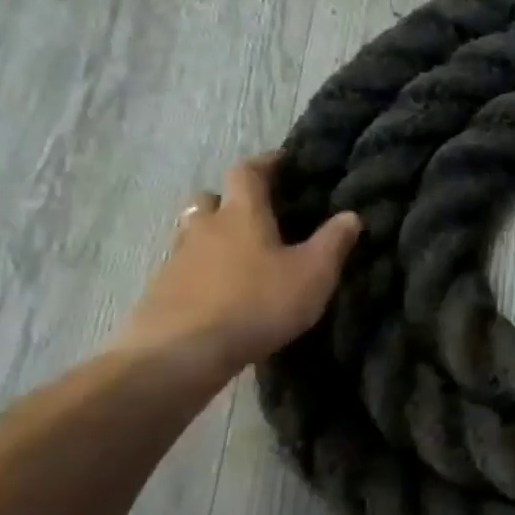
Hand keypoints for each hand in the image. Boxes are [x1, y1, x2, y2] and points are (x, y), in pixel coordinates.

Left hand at [109, 154, 360, 379]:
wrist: (181, 352)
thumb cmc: (257, 303)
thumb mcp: (314, 274)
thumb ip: (334, 242)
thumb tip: (351, 214)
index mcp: (242, 214)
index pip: (247, 172)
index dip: (265, 163)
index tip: (282, 162)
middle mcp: (204, 227)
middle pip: (210, 199)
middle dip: (231, 200)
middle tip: (256, 213)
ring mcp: (177, 258)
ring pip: (193, 232)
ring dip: (213, 234)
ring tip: (241, 254)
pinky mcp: (162, 290)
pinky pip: (185, 266)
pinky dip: (202, 268)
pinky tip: (221, 290)